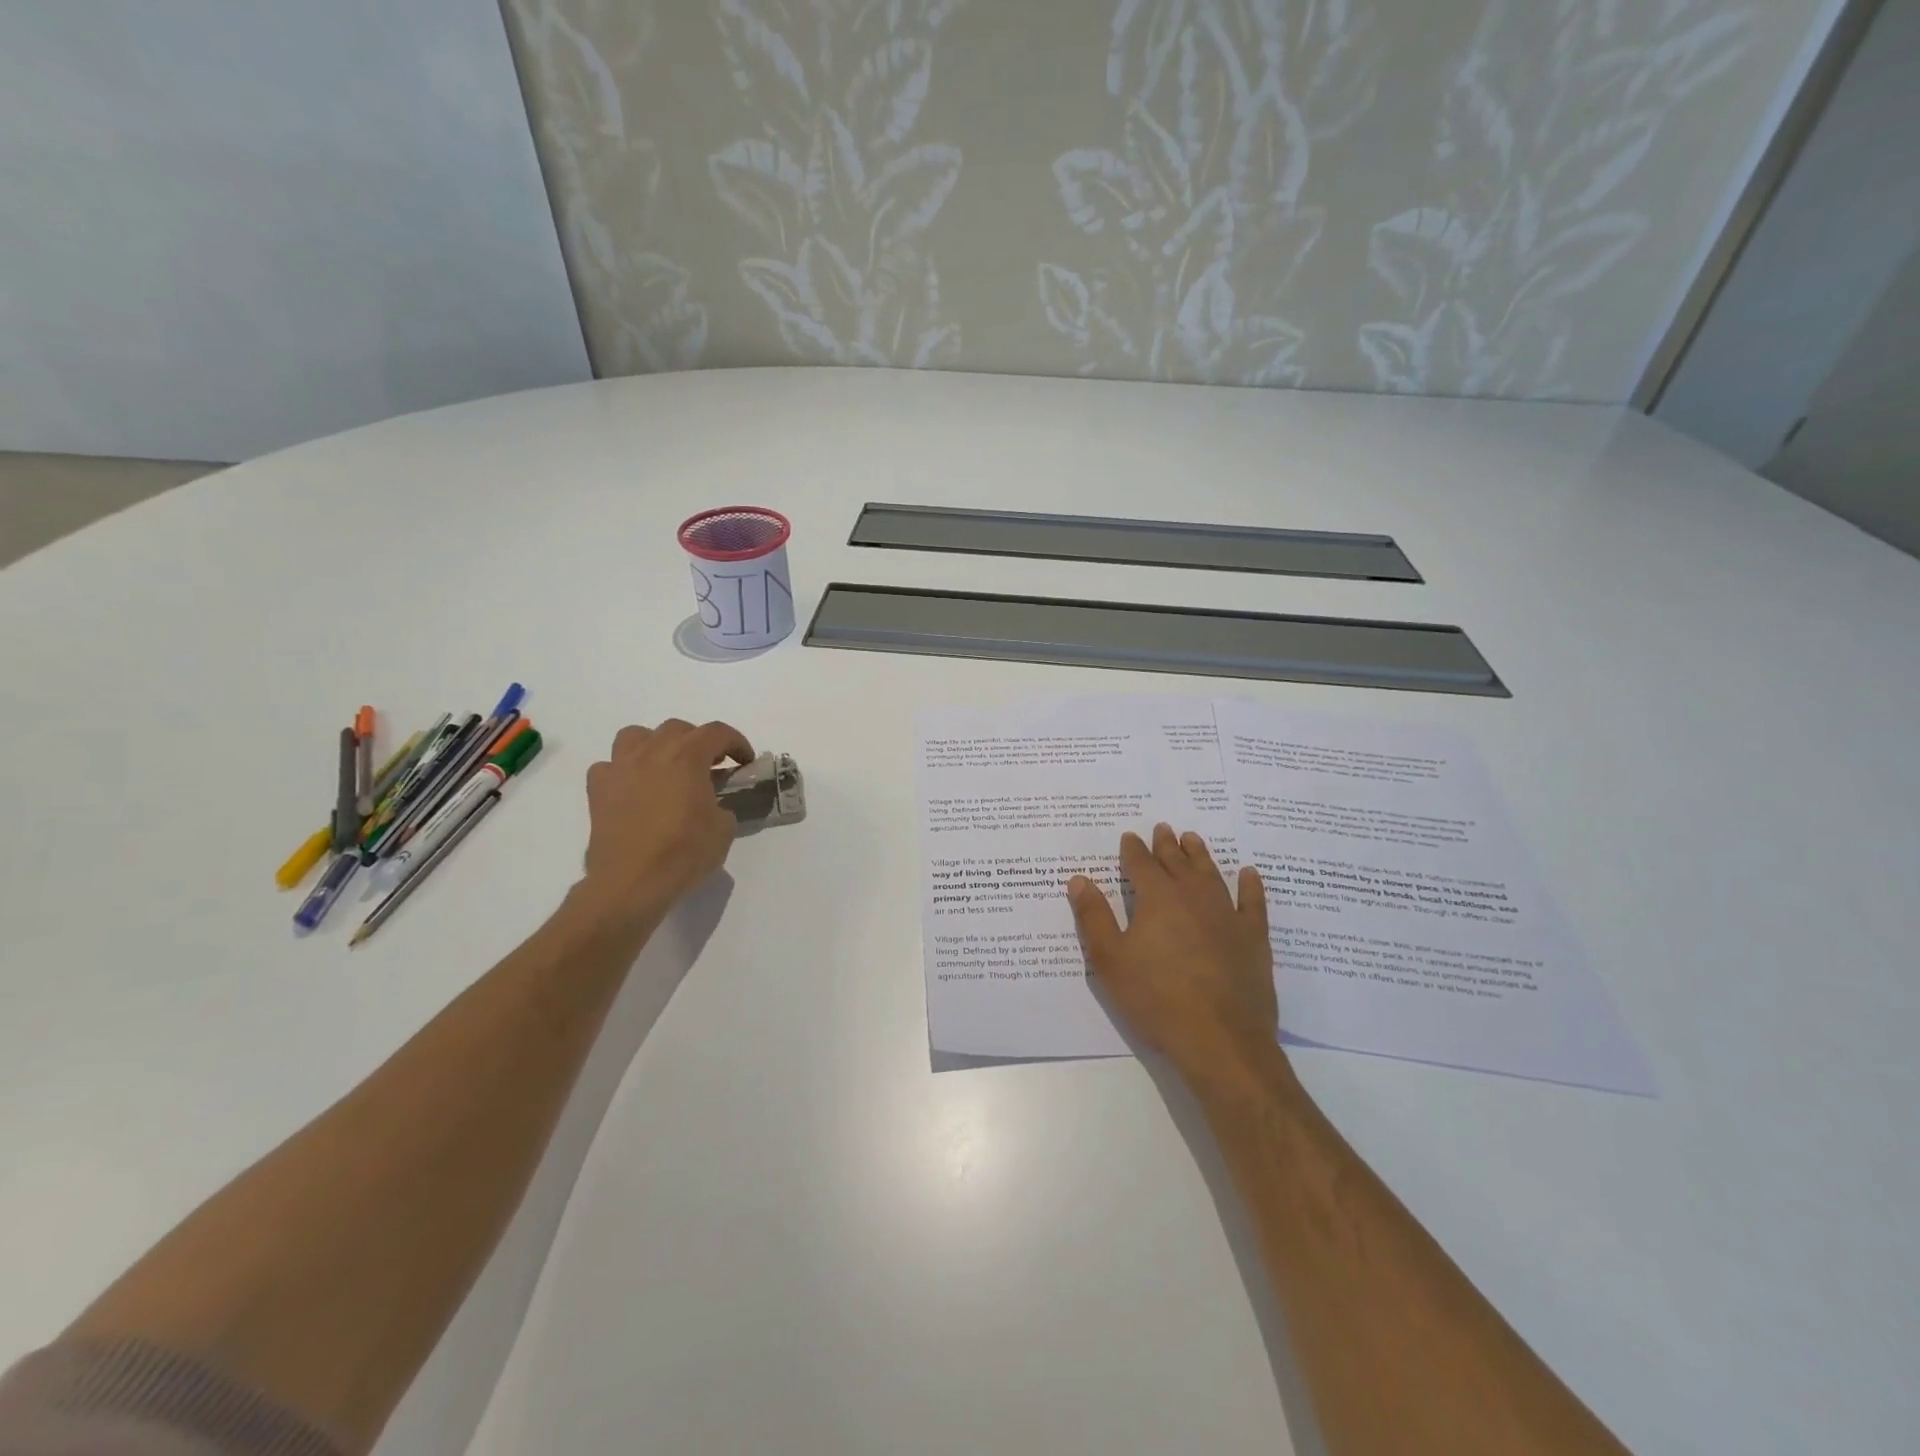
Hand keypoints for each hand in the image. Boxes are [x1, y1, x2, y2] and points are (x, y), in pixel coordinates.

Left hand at [577, 718, 753, 927]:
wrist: (632, 883)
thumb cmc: (684, 853)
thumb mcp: (723, 829)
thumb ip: (723, 806)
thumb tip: (714, 806)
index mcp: (687, 757)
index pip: (717, 732)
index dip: (736, 742)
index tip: (745, 760)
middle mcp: (651, 753)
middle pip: (677, 728)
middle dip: (698, 741)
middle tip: (709, 766)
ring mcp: (620, 769)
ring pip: (636, 736)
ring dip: (655, 744)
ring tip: (666, 767)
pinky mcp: (598, 791)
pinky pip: (609, 766)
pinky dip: (623, 771)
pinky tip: (633, 789)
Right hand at [1068, 824, 1284, 1091]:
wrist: (1219, 1038)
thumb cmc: (1155, 998)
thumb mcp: (1110, 960)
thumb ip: (1094, 916)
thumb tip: (1079, 879)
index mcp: (1157, 898)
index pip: (1140, 864)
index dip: (1133, 850)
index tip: (1129, 837)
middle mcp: (1192, 896)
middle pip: (1177, 862)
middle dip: (1166, 845)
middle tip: (1163, 828)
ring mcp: (1227, 914)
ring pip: (1211, 874)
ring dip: (1200, 855)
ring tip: (1193, 839)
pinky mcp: (1253, 937)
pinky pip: (1253, 901)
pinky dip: (1250, 885)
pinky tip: (1249, 874)